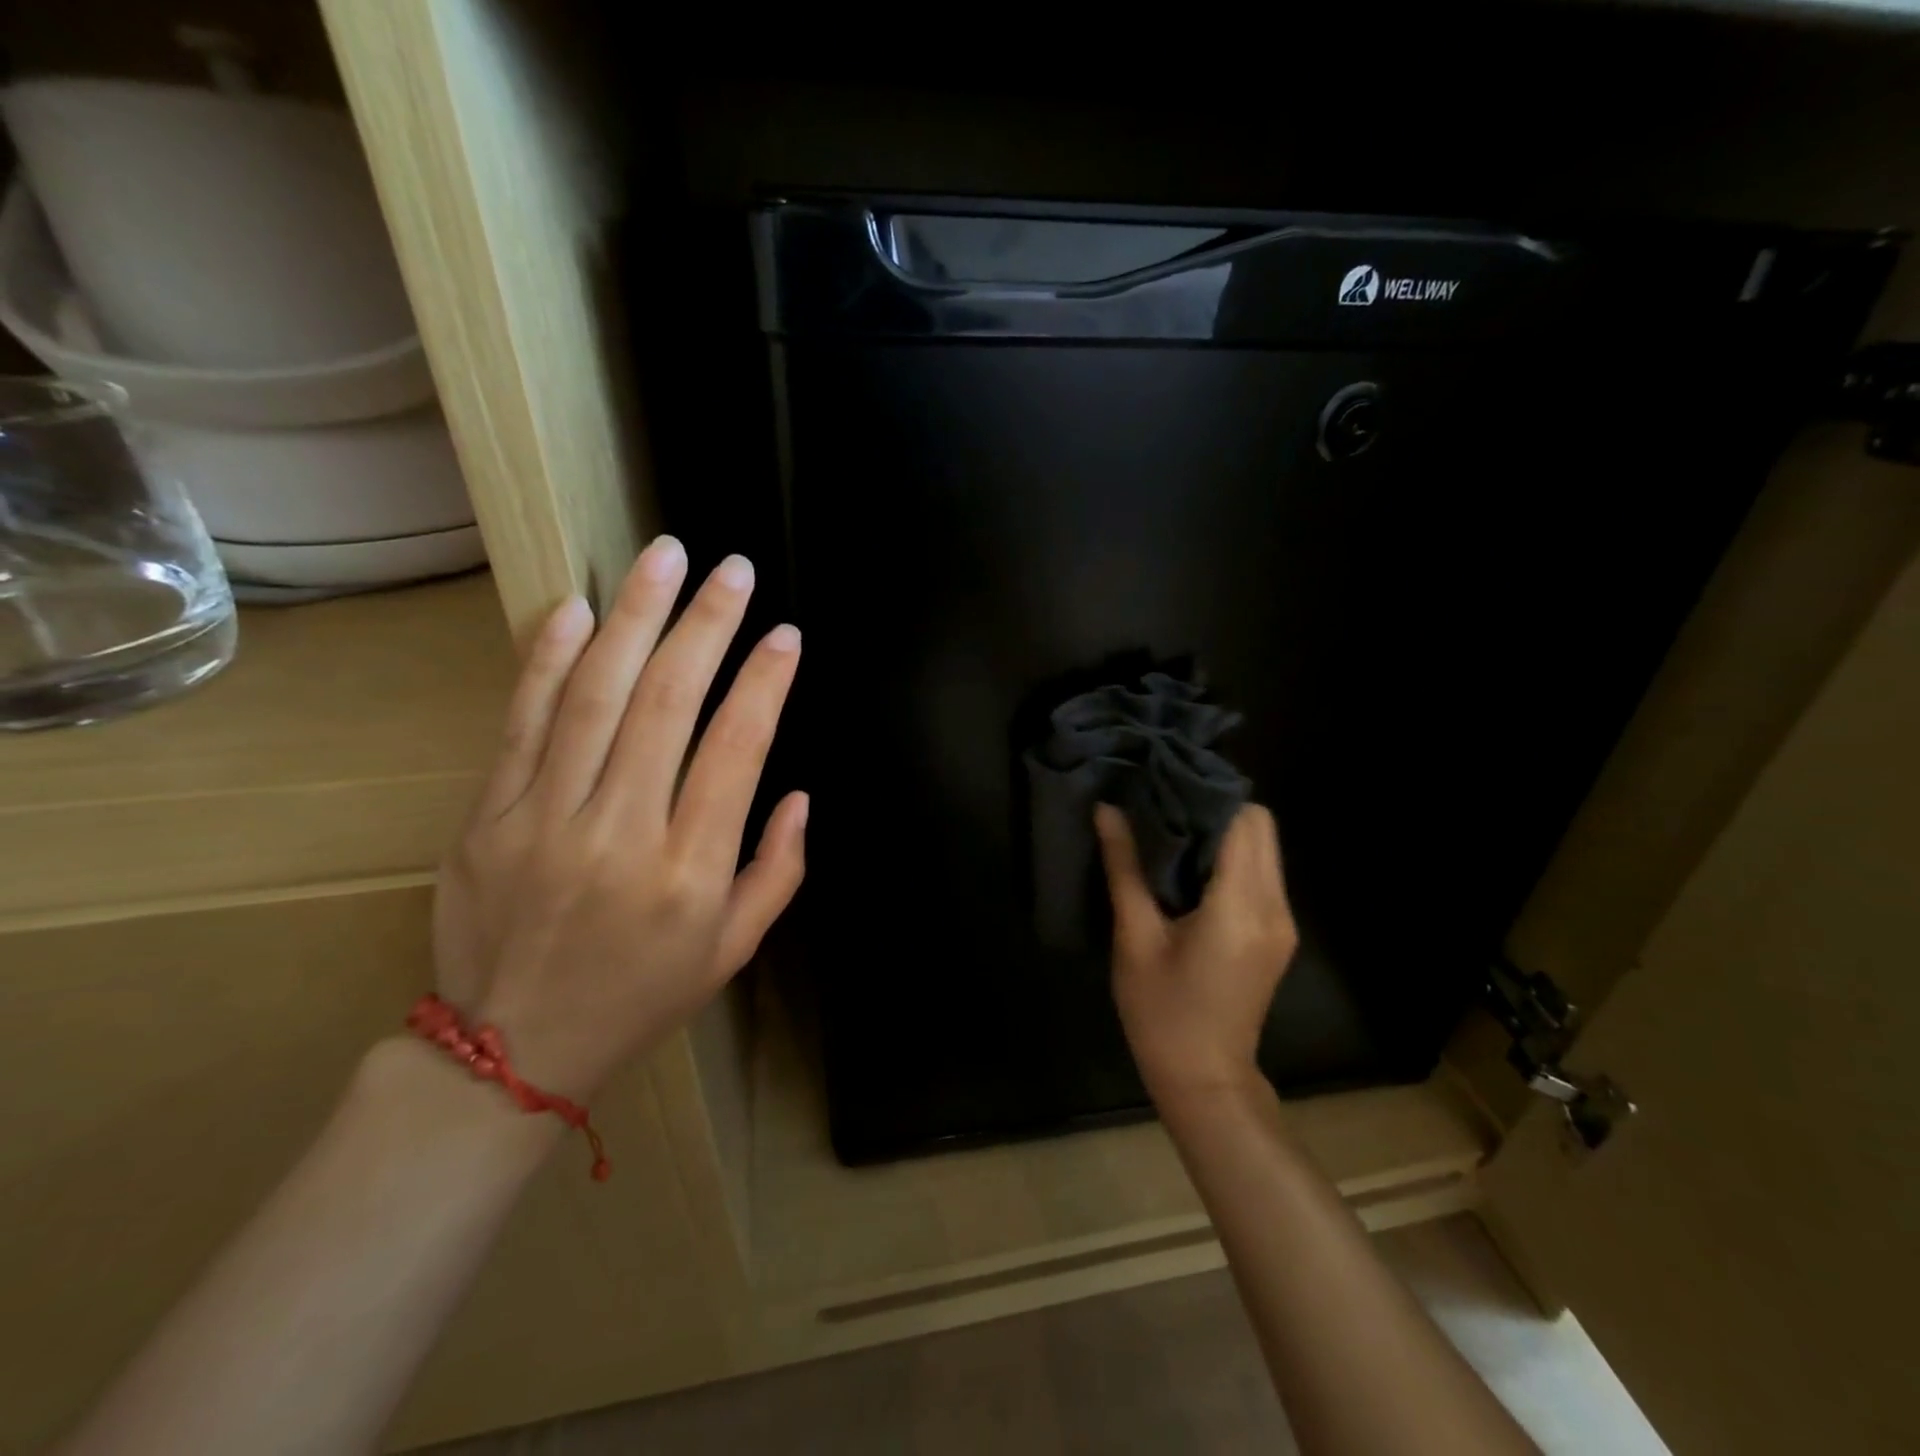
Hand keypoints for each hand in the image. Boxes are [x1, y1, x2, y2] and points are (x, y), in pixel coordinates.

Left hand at [431, 535, 807, 1099]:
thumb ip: (779, 870)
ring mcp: (545, 820)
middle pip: (668, 704)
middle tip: (732, 570)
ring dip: (636, 618)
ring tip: (665, 557)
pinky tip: (579, 608)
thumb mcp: (734, 950)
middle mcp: (621, 834)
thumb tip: (800, 795)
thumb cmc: (643, 996)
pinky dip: (549, 659)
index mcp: (690, 871)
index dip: (765, 683)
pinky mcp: (487, 817)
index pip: (737, 750)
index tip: (784, 636)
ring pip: (595, 696)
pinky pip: (522, 723)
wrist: (511, 1051)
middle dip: (707, 625)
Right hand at [1094, 802, 1297, 1104]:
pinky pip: (1262, 873)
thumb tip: (1108, 810)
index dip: (1208, 794)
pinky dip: (1232, 856)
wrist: (1205, 1080)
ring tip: (1172, 828)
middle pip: (1261, 827)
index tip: (1167, 782)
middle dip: (1217, 807)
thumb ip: (1124, 868)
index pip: (1242, 822)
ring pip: (1265, 848)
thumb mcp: (1135, 938)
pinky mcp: (1278, 933)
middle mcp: (1273, 907)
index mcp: (1239, 907)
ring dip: (1225, 830)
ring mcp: (1282, 922)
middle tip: (1165, 803)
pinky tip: (1191, 864)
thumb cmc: (1161, 1012)